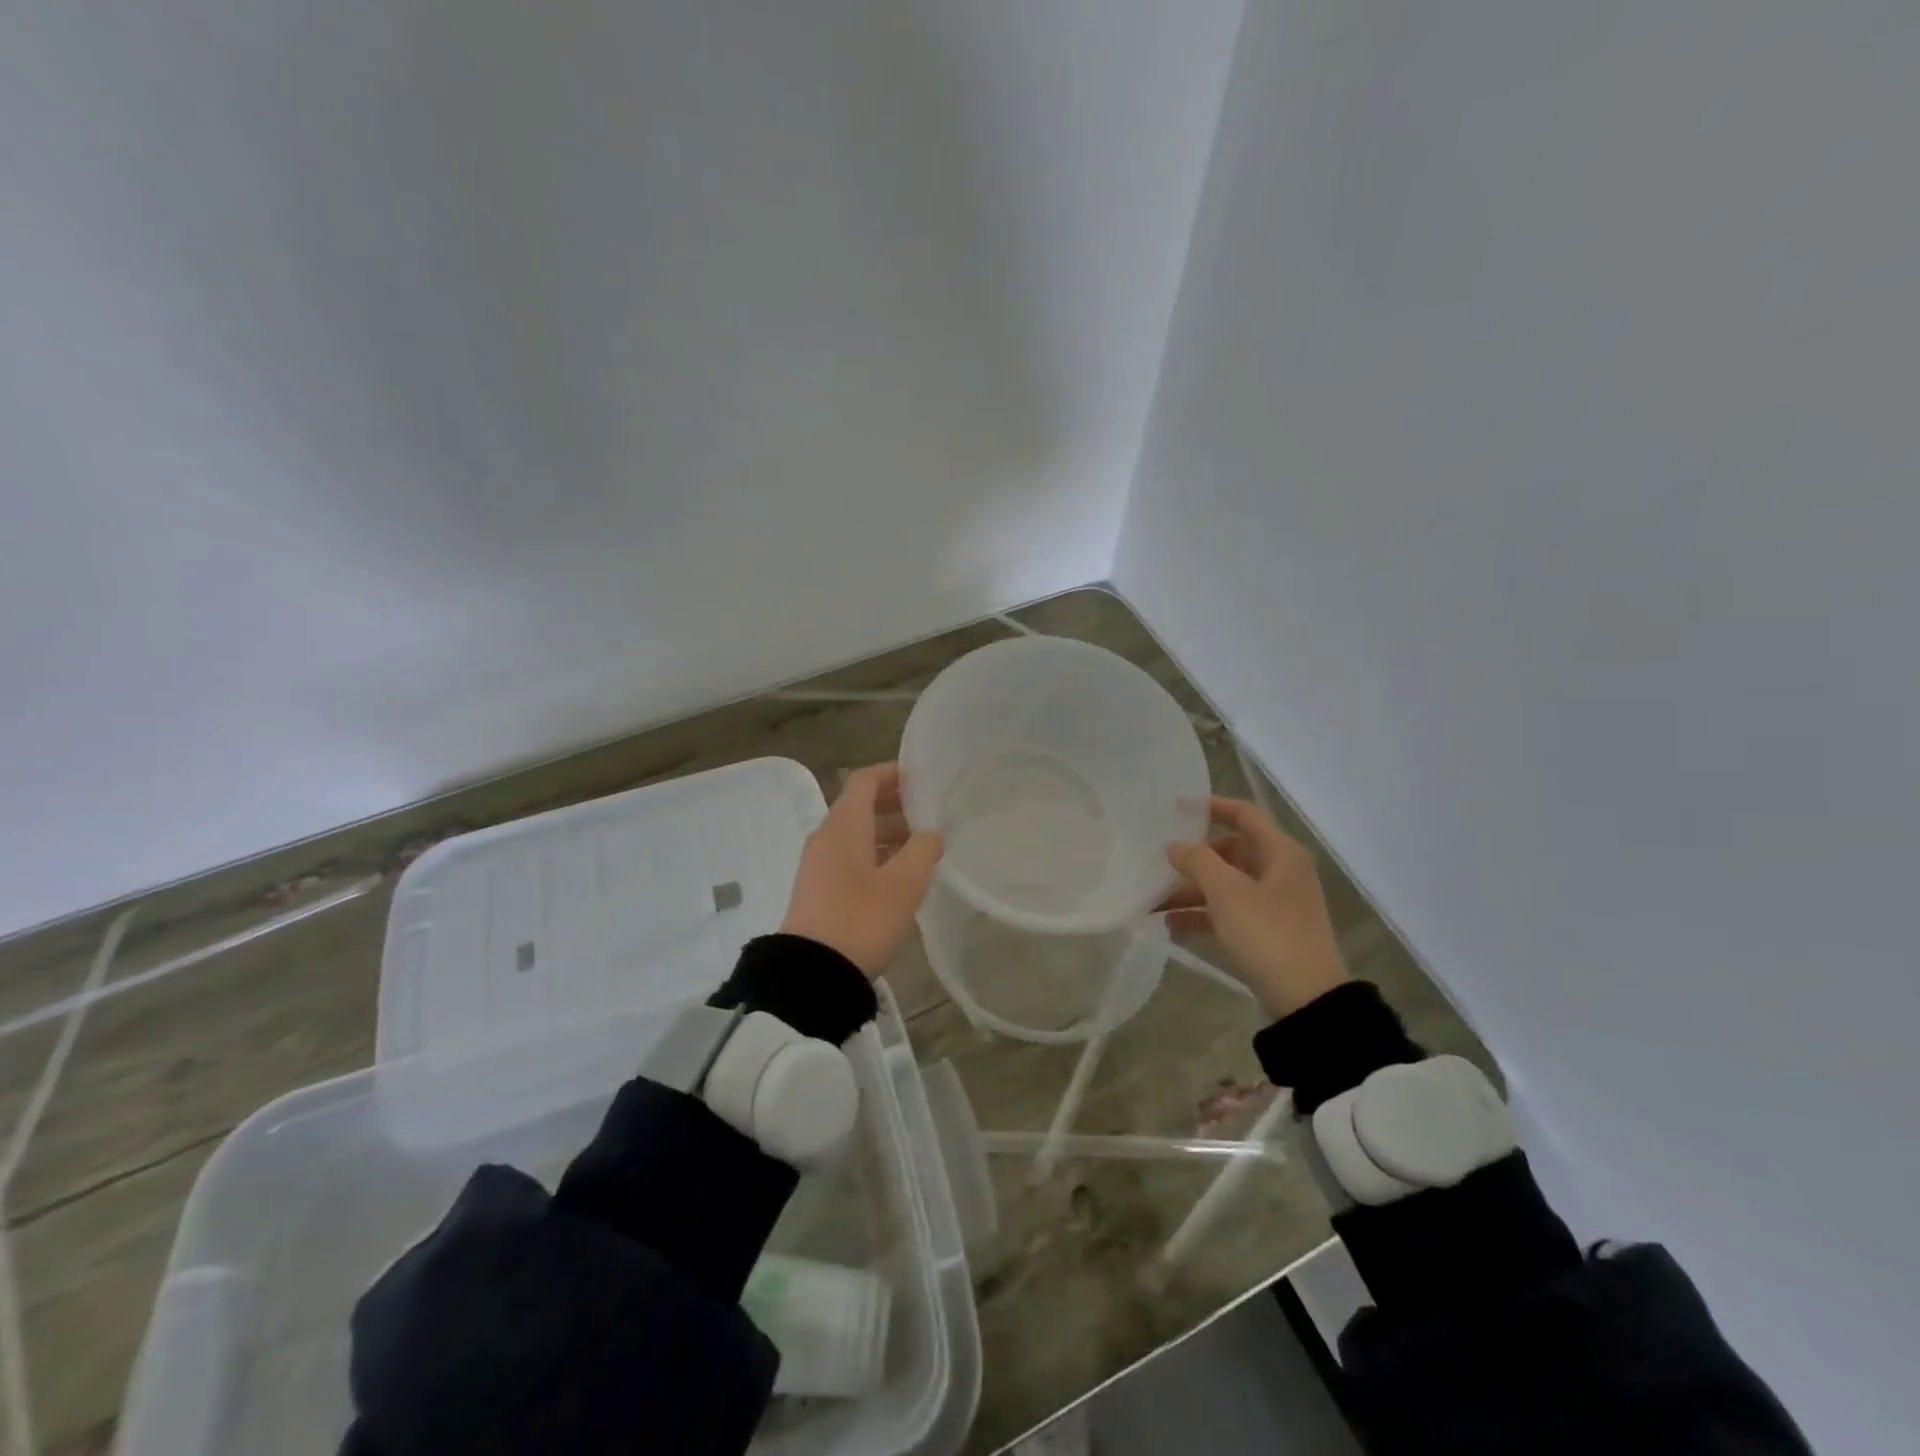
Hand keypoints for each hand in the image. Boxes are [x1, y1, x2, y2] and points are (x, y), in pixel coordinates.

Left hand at [781, 763, 943, 978]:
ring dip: (888, 833)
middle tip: (931, 813)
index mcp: (843, 825)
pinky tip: (900, 876)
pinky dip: (876, 855)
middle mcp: (826, 837)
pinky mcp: (819, 890)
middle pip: (860, 806)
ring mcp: (819, 865)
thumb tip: (931, 833)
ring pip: (857, 834)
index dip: (893, 773)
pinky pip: (850, 857)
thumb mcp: (903, 885)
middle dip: (896, 805)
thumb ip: (922, 850)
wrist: (811, 974)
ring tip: (923, 846)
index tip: (923, 778)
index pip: (865, 780)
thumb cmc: (861, 920)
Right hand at [1160, 797, 1348, 1018]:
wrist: (1306, 1000)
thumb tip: (1174, 845)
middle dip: (1192, 858)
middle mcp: (1279, 872)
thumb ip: (1197, 861)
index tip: (1175, 808)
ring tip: (1152, 901)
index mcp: (1280, 853)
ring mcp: (1273, 904)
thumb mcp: (1227, 892)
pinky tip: (1170, 925)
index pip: (1244, 814)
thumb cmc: (1268, 934)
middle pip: (1230, 851)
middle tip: (1159, 862)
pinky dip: (1201, 915)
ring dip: (1190, 890)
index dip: (1211, 806)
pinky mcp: (1265, 932)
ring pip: (1225, 885)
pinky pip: (1227, 912)